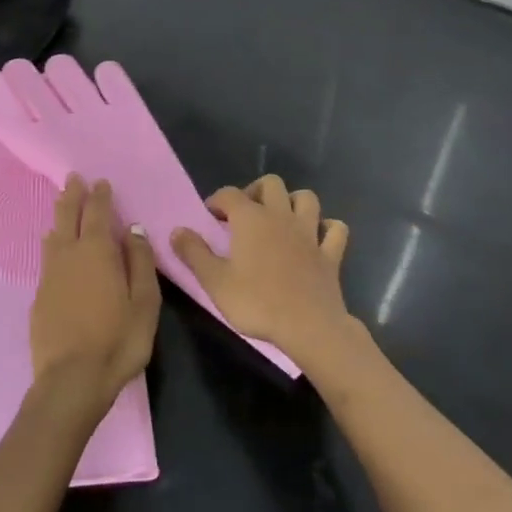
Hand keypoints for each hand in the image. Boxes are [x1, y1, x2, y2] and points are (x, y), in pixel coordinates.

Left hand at [30, 176, 160, 421]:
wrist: (70, 380)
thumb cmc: (117, 341)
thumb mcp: (144, 302)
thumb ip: (139, 262)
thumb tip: (134, 230)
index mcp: (98, 251)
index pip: (98, 213)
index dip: (100, 196)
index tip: (100, 182)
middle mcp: (69, 254)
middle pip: (69, 216)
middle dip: (73, 195)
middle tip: (74, 178)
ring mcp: (50, 275)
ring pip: (54, 234)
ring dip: (59, 215)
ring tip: (62, 203)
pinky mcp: (39, 296)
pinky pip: (46, 256)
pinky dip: (52, 242)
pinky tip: (52, 244)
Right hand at [171, 175, 356, 372]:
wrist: (308, 327)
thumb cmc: (257, 302)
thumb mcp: (214, 281)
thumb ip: (193, 252)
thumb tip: (176, 230)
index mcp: (250, 219)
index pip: (229, 194)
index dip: (217, 200)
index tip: (210, 216)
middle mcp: (280, 216)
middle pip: (271, 184)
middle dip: (256, 191)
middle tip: (245, 213)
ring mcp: (309, 233)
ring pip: (306, 198)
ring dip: (293, 202)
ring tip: (280, 218)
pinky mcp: (330, 253)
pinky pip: (335, 229)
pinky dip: (327, 228)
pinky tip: (318, 237)